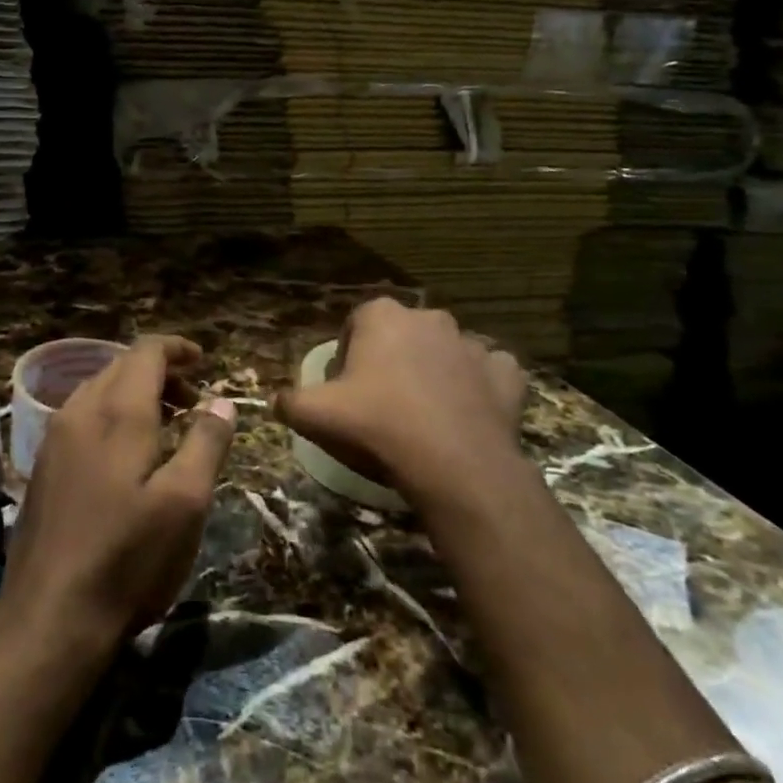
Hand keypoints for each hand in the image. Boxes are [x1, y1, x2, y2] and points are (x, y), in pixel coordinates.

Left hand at [0, 336, 237, 648]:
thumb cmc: (128, 557)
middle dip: (161, 372)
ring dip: (136, 393)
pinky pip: (83, 415)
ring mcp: (56, 438)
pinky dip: (113, 414)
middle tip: (195, 400)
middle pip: (121, 366)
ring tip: (168, 424)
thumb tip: (221, 401)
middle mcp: (81, 411)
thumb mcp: (185, 502)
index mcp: (118, 412)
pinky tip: (129, 453)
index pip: (146, 351)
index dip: (177, 349)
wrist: (49, 614)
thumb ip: (206, 443)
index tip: (204, 361)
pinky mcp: (44, 465)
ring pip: (99, 390)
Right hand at [277, 298, 527, 508]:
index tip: (345, 390)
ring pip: (447, 352)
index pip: (356, 325)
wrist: (455, 467)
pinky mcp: (506, 374)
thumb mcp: (314, 415)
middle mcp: (429, 318)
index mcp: (382, 316)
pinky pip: (489, 373)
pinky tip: (468, 414)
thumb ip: (289, 402)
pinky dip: (480, 387)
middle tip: (382, 402)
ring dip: (436, 372)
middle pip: (402, 335)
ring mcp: (472, 344)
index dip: (347, 356)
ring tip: (425, 414)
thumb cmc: (377, 427)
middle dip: (391, 360)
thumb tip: (276, 401)